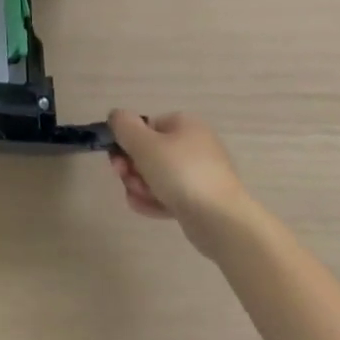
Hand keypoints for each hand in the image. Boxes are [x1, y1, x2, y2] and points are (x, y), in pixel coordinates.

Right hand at [107, 111, 253, 255]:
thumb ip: (123, 125)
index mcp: (185, 125)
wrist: (222, 222)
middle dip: (132, 167)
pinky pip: (169, 195)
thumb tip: (116, 117)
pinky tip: (145, 208)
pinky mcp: (200, 201)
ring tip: (140, 197)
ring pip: (156, 175)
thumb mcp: (143, 143)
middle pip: (148, 152)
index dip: (127, 141)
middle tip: (125, 178)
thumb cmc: (181, 173)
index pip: (146, 126)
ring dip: (139, 185)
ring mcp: (199, 175)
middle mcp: (194, 146)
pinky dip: (154, 200)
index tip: (118, 157)